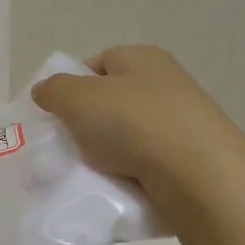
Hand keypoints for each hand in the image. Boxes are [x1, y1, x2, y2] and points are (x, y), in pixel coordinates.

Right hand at [31, 46, 244, 237]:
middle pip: (111, 101)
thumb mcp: (76, 99)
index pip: (97, 63)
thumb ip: (53, 90)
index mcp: (143, 58)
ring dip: (107, 152)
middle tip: (68, 144)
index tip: (57, 113)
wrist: (199, 177)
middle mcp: (167, 83)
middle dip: (87, 123)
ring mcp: (184, 122)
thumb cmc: (133, 123)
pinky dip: (130, 173)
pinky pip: (147, 163)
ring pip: (128, 135)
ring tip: (91, 170)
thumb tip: (45, 90)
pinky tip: (118, 185)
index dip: (72, 85)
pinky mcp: (193, 158)